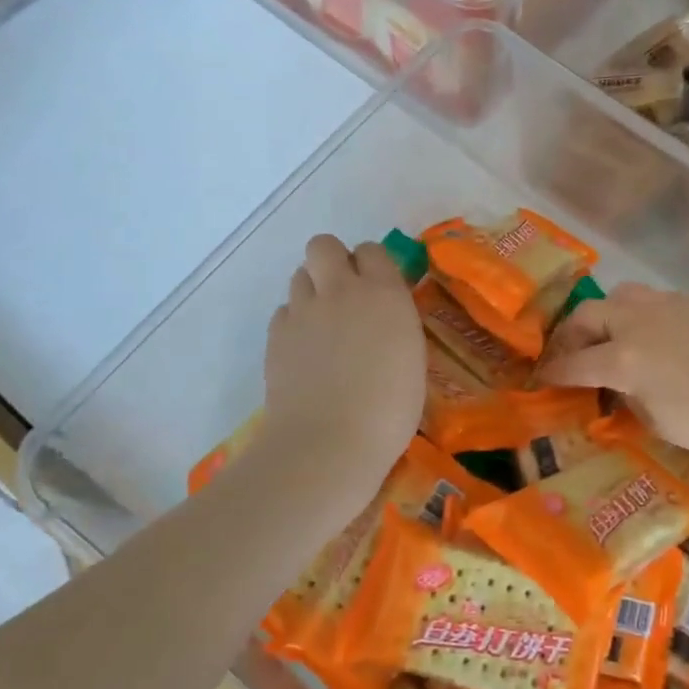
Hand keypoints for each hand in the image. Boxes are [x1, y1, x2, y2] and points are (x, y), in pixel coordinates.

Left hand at [262, 235, 424, 509]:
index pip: (373, 250)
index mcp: (384, 294)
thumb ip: (395, 324)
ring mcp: (303, 311)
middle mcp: (341, 290)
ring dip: (312, 290)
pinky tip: (305, 351)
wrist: (329, 443)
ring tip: (324, 325)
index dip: (373, 265)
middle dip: (332, 260)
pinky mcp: (276, 335)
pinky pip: (284, 311)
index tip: (379, 289)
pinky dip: (295, 322)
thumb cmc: (389, 410)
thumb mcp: (412, 359)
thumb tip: (382, 317)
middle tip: (344, 294)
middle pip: (324, 245)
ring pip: (300, 275)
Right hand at [540, 283, 688, 460]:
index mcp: (625, 358)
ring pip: (626, 295)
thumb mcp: (661, 424)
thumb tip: (627, 388)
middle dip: (572, 333)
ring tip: (616, 335)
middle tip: (572, 351)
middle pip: (590, 313)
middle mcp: (641, 322)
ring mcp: (674, 306)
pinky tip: (668, 338)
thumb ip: (634, 400)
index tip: (544, 376)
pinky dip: (651, 317)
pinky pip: (665, 302)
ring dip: (611, 314)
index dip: (555, 370)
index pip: (576, 362)